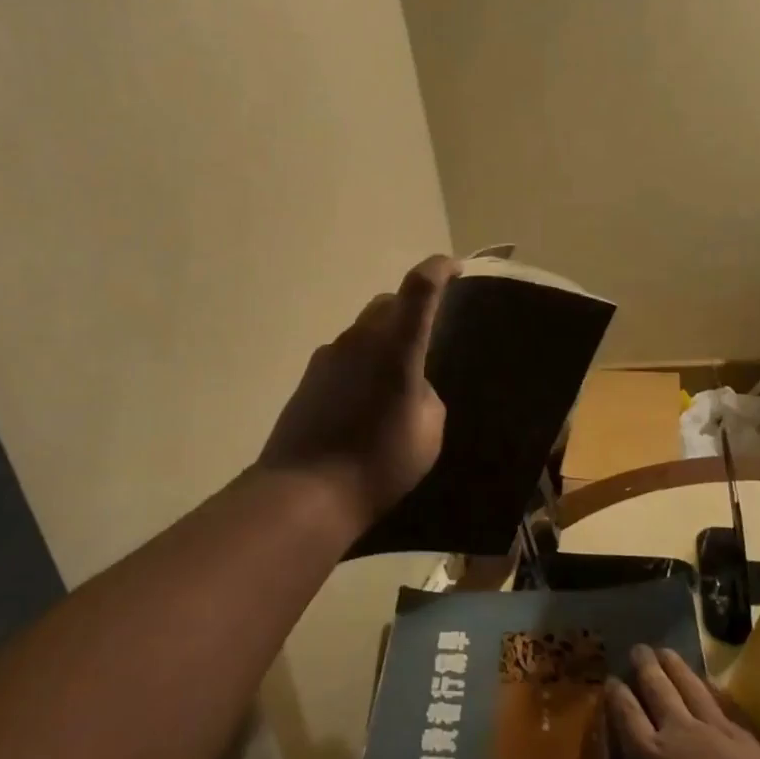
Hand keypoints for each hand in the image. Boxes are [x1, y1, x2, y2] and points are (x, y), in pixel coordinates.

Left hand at [258, 256, 456, 531]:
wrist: (305, 490)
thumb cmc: (378, 463)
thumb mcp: (428, 432)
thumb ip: (426, 394)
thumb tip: (411, 384)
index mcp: (396, 346)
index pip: (419, 288)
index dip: (438, 269)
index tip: (454, 267)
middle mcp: (360, 338)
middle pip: (387, 303)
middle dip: (410, 308)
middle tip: (426, 334)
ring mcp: (329, 354)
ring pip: (363, 329)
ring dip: (382, 340)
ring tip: (394, 379)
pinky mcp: (309, 375)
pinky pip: (344, 354)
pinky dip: (361, 363)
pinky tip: (364, 400)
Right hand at [579, 646, 759, 758]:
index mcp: (649, 755)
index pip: (626, 715)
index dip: (617, 696)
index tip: (610, 679)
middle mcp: (678, 731)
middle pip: (658, 691)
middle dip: (646, 669)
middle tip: (639, 648)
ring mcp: (716, 731)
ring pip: (690, 688)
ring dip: (676, 668)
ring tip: (667, 651)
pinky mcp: (750, 740)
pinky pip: (722, 703)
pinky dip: (711, 689)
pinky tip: (712, 686)